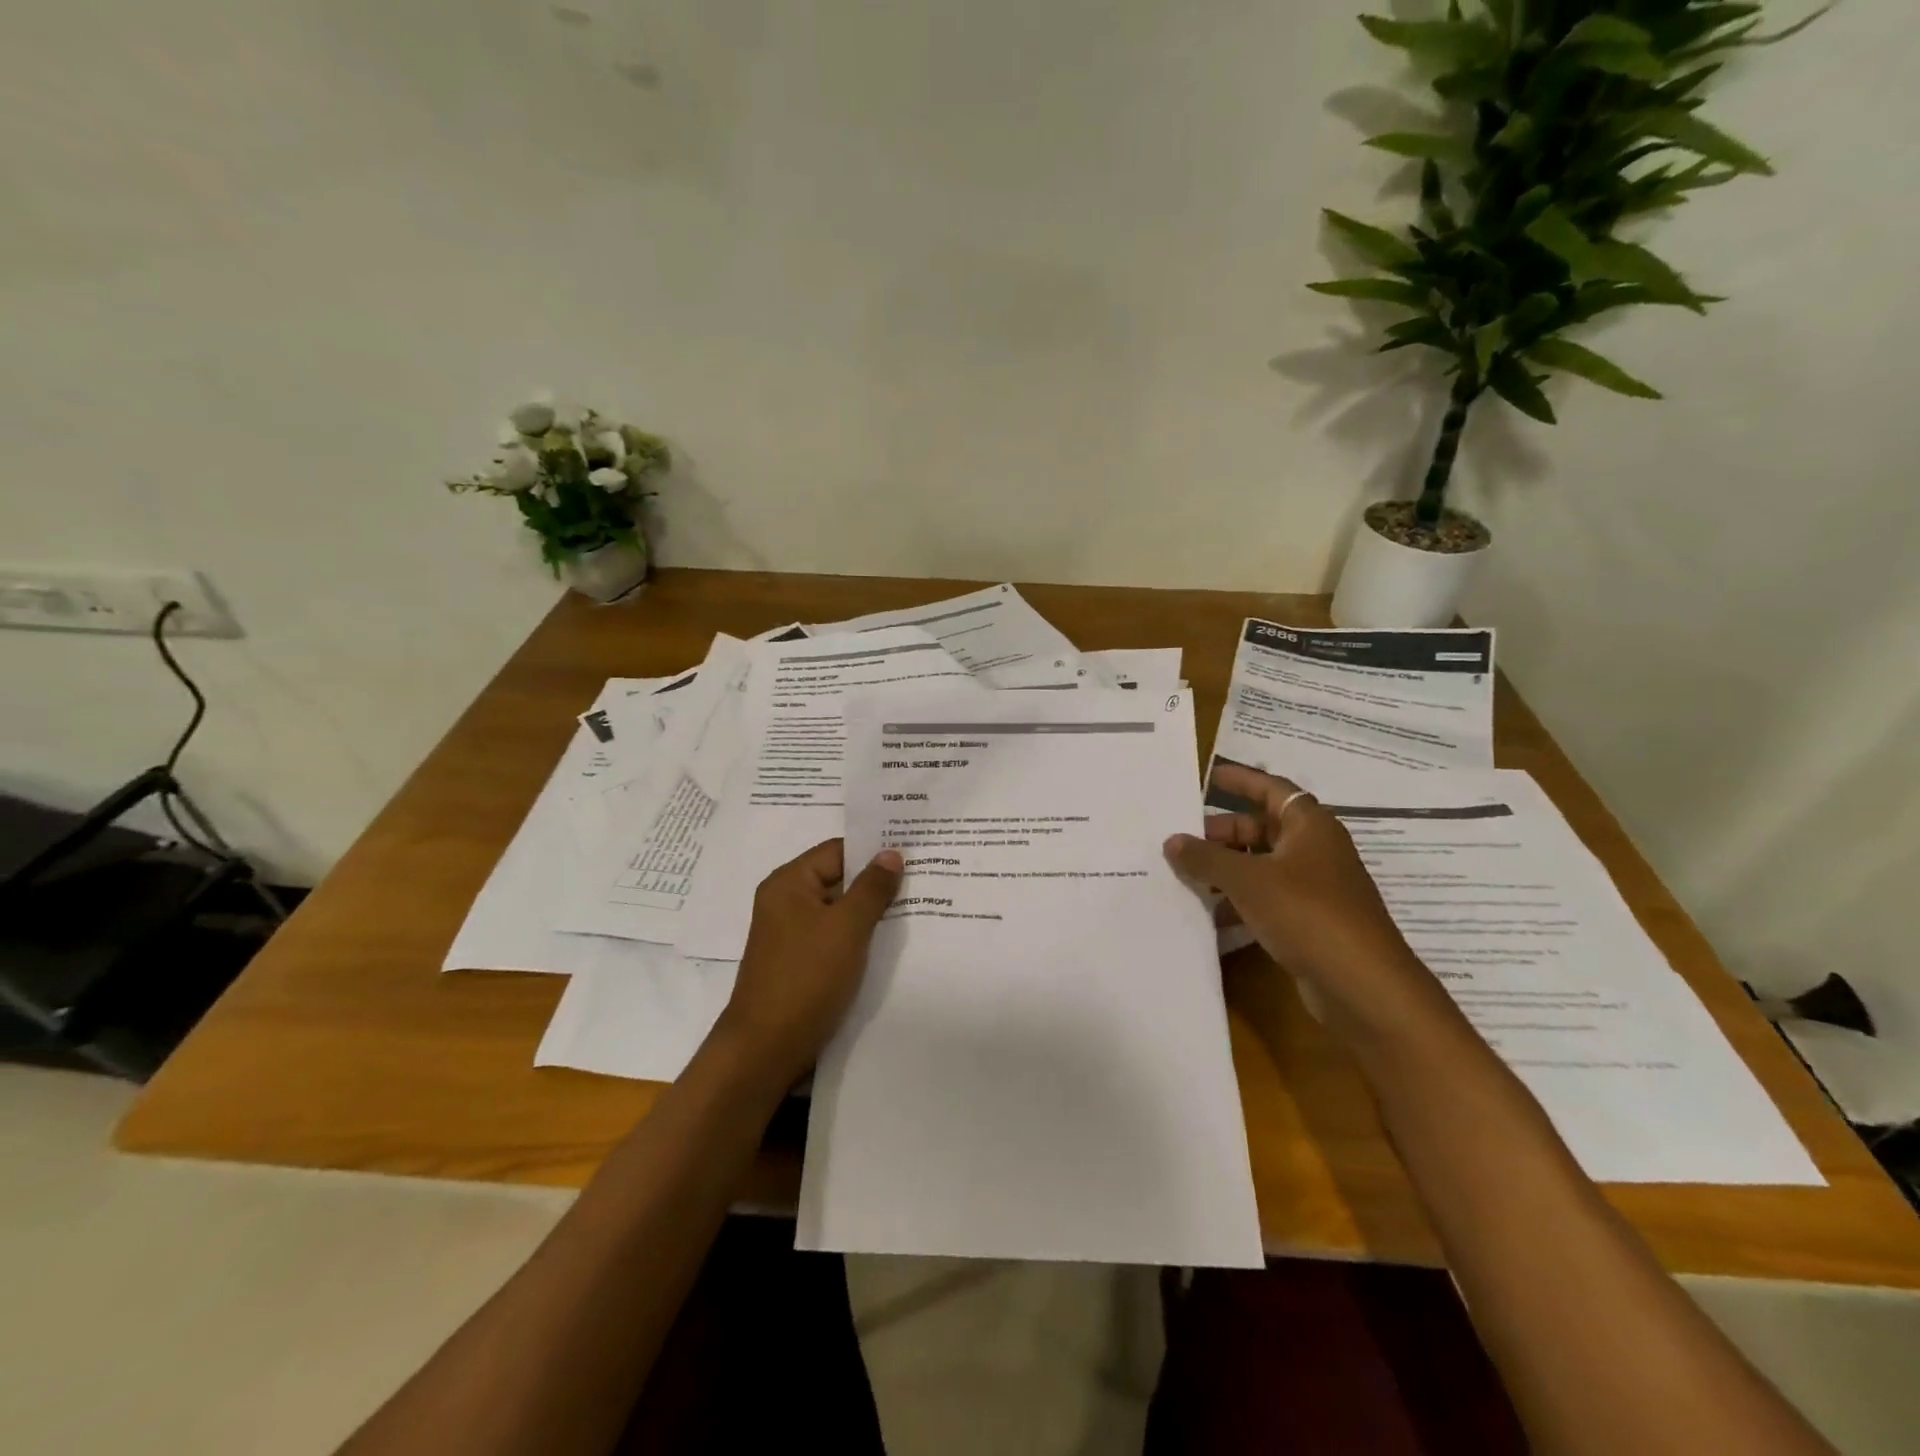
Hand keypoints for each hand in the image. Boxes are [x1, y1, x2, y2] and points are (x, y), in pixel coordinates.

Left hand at [716, 840, 902, 1086]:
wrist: (767, 1049)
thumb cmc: (806, 978)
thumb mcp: (847, 928)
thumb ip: (872, 888)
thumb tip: (891, 853)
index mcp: (789, 883)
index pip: (838, 850)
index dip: (874, 849)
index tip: (914, 850)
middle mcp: (787, 902)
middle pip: (839, 878)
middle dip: (877, 881)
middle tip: (924, 877)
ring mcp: (793, 934)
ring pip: (840, 911)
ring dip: (872, 911)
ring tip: (918, 906)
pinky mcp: (801, 962)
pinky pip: (836, 937)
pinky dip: (860, 936)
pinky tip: (892, 941)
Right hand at [1164, 763, 1453, 1040]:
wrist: (1364, 987)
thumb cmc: (1307, 914)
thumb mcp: (1248, 880)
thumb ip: (1206, 858)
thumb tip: (1172, 841)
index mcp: (1309, 826)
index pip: (1271, 788)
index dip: (1240, 780)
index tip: (1208, 775)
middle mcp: (1314, 850)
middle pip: (1261, 829)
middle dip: (1221, 833)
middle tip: (1181, 840)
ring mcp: (1314, 888)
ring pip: (1261, 866)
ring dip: (1226, 869)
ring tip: (1185, 876)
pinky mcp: (1310, 922)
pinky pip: (1266, 899)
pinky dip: (1239, 900)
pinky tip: (1209, 914)